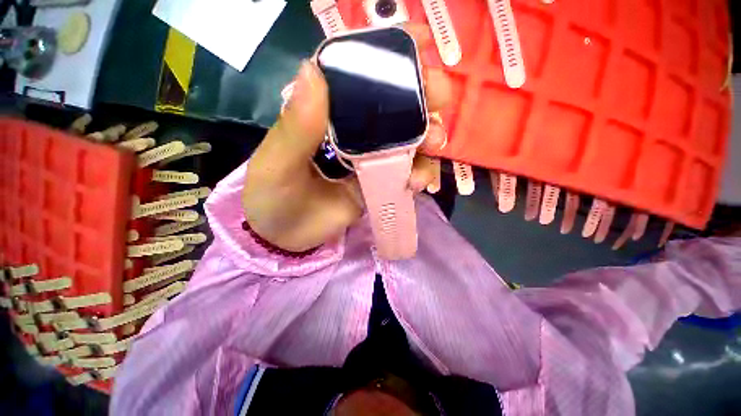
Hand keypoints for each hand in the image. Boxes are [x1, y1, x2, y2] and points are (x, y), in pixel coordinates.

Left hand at [242, 25, 451, 251]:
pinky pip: (406, 173)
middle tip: (438, 100)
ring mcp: (370, 159)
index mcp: (326, 115)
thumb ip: (296, 126)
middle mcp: (353, 132)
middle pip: (393, 105)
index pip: (357, 74)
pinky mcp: (379, 183)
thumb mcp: (278, 163)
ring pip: (408, 140)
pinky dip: (419, 174)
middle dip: (421, 97)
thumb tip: (312, 70)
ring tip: (433, 145)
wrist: (286, 236)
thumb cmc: (273, 198)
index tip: (421, 40)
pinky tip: (418, 182)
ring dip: (428, 138)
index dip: (388, 54)